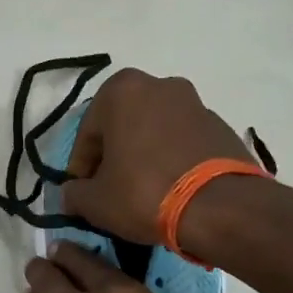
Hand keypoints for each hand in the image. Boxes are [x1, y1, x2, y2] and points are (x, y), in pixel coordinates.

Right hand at [59, 69, 255, 248]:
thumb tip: (71, 194)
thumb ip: (74, 194)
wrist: (221, 207)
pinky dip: (171, 160)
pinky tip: (170, 190)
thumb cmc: (145, 193)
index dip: (80, 168)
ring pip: (154, 132)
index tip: (81, 194)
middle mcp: (159, 85)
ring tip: (142, 193)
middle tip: (109, 191)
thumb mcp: (96, 202)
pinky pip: (183, 143)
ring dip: (143, 156)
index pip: (87, 134)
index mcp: (122, 90)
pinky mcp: (221, 126)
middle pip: (122, 126)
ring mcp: (195, 103)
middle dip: (113, 157)